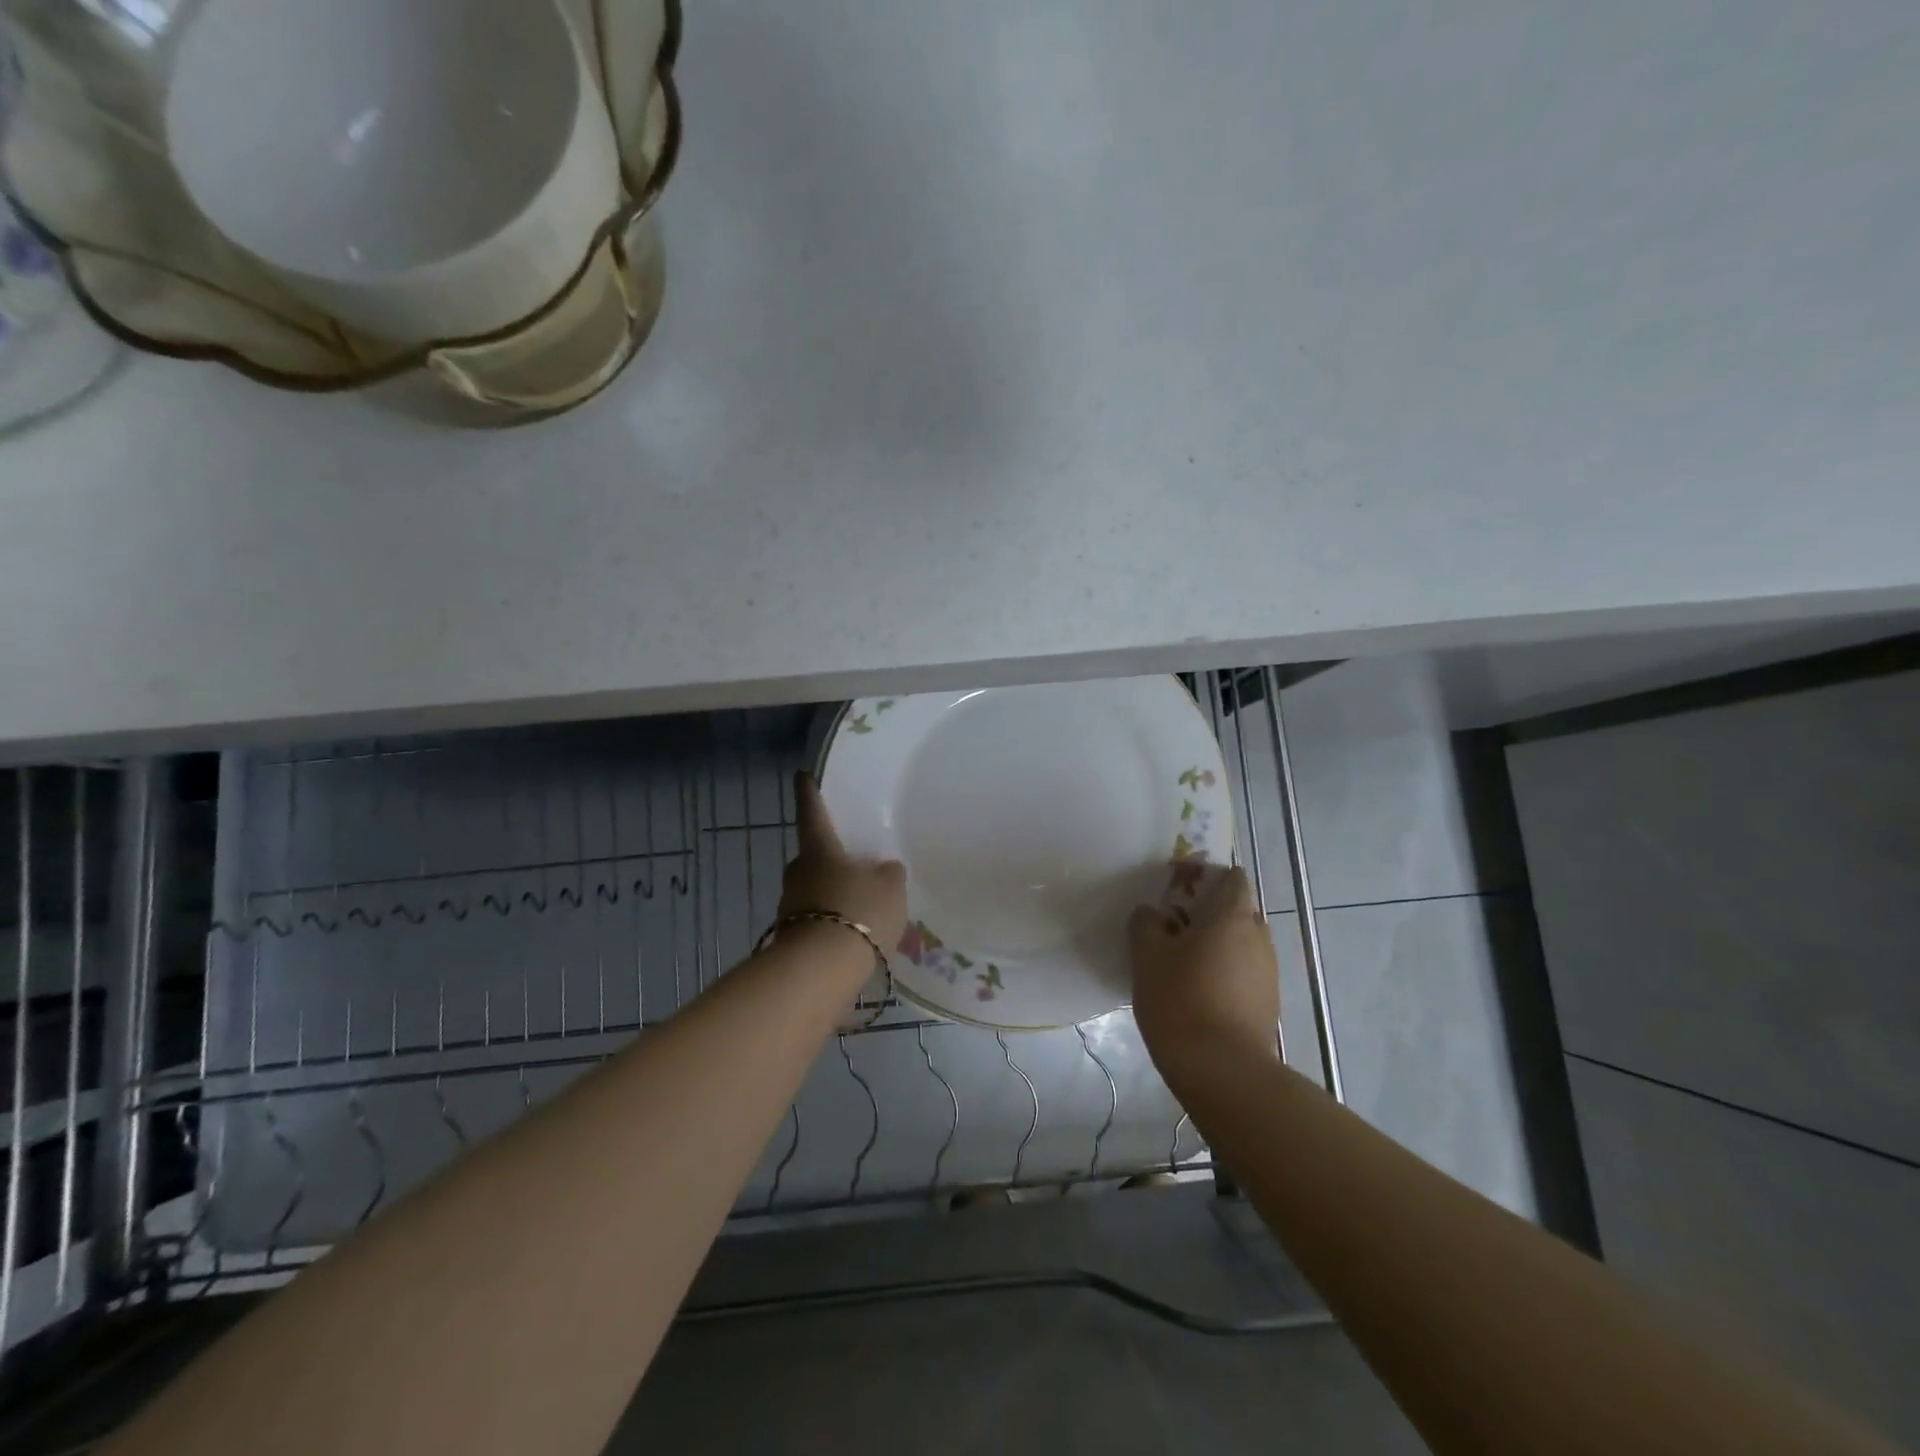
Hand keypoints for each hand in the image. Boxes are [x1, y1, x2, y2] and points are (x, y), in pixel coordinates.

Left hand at [779, 773, 909, 953]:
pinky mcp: (791, 938)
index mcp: (818, 849)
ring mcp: (790, 906)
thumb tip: (884, 869)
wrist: (821, 970)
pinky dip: (832, 921)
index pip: (812, 811)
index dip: (809, 792)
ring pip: (814, 889)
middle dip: (829, 857)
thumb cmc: (857, 911)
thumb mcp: (889, 887)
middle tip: (853, 861)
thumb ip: (889, 874)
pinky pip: (817, 919)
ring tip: (861, 904)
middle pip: (813, 856)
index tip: (802, 775)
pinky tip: (853, 933)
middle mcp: (797, 872)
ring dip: (832, 892)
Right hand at [1129, 865, 1279, 1071]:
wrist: (1222, 1071)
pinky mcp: (1269, 1004)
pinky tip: (1197, 993)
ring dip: (1216, 946)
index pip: (1232, 877)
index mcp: (1233, 915)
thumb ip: (1146, 923)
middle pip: (1236, 911)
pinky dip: (1224, 973)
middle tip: (1172, 929)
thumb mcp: (1147, 956)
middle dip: (1207, 914)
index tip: (1177, 891)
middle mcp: (1259, 937)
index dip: (1206, 877)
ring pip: (1240, 944)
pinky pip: (1244, 973)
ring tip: (1181, 965)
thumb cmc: (1181, 1000)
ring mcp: (1269, 972)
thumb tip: (1151, 914)